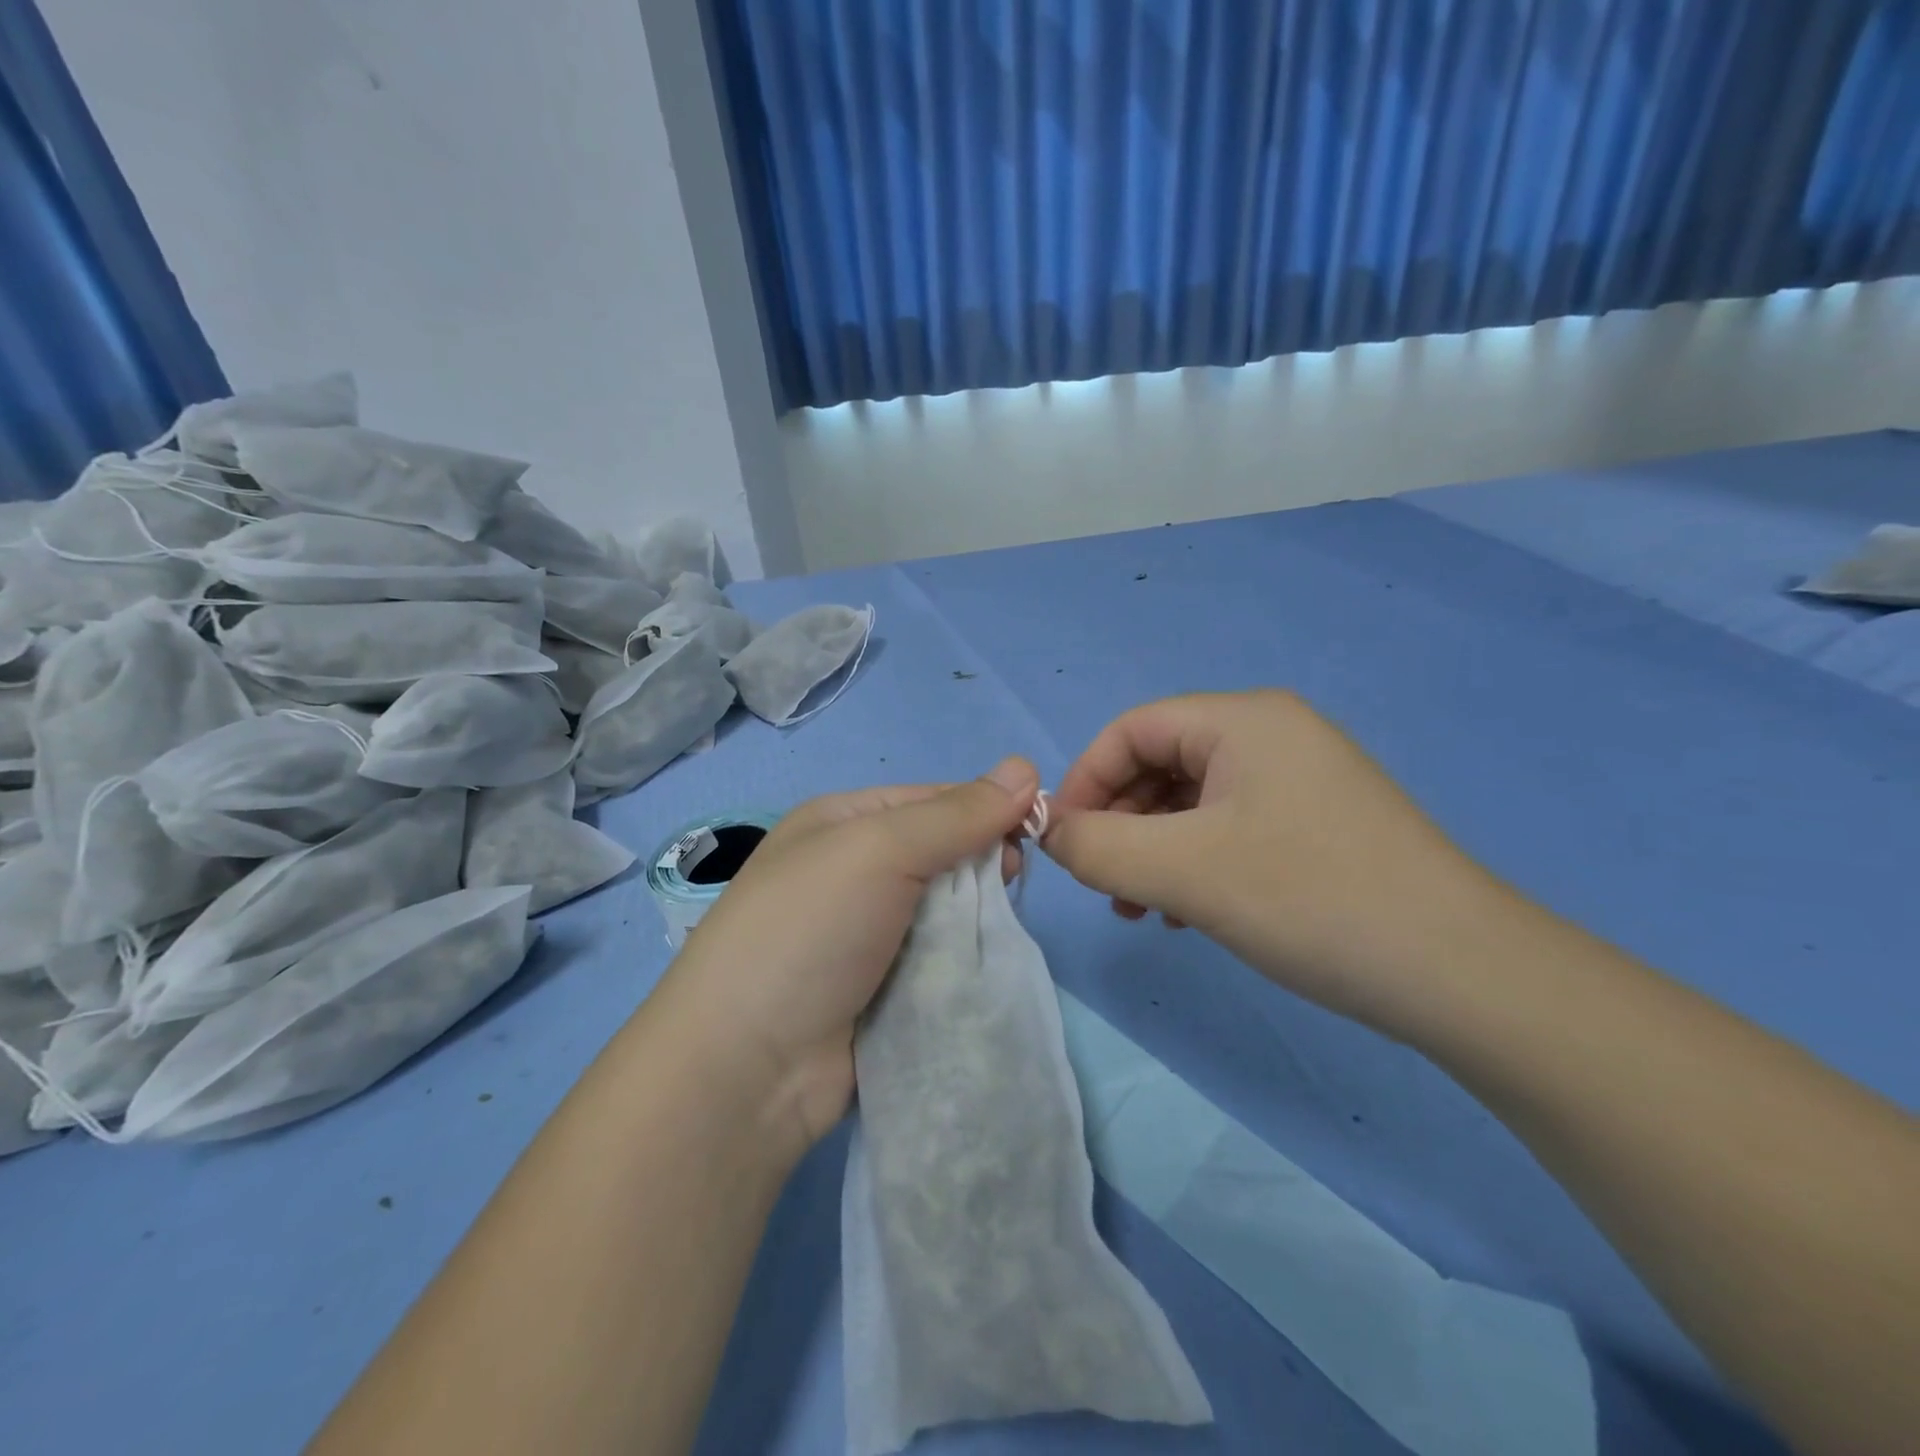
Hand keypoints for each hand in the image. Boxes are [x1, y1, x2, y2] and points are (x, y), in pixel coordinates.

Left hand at [653, 758, 1040, 1157]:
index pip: (931, 799)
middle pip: (940, 853)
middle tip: (1014, 881)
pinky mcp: (880, 990)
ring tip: (1001, 927)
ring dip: (975, 917)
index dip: (983, 808)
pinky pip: (937, 960)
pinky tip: (985, 967)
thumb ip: (956, 814)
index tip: (1033, 829)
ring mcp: (864, 935)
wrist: (750, 1067)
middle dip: (980, 864)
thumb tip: (1026, 767)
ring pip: (944, 910)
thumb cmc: (810, 930)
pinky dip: (962, 961)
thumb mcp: (880, 849)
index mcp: (841, 823)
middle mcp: (850, 872)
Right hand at [1045, 691, 1504, 1039]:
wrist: (1462, 975)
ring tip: (1141, 909)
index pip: (1131, 729)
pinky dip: (1193, 863)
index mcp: (1243, 720)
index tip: (1061, 842)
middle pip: (1161, 763)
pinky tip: (1188, 914)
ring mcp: (1300, 779)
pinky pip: (1229, 827)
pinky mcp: (1317, 823)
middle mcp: (1272, 734)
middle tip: (1105, 886)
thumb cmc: (1310, 899)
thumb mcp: (1183, 872)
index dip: (1084, 780)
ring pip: (1192, 802)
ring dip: (1152, 850)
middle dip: (1119, 823)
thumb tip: (1048, 833)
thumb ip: (1096, 847)